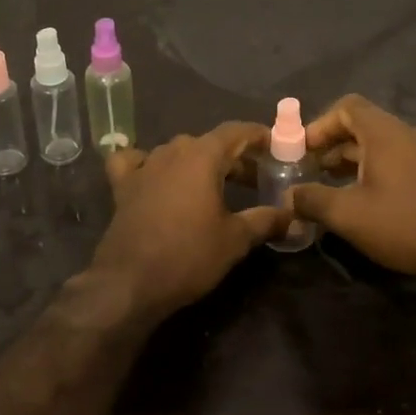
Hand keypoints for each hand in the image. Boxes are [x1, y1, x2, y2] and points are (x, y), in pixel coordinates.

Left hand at [91, 122, 290, 316]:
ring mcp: (144, 166)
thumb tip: (292, 215)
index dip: (258, 136)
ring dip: (199, 162)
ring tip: (216, 185)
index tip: (275, 146)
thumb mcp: (236, 240)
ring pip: (177, 151)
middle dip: (234, 157)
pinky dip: (147, 163)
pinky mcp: (123, 186)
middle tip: (255, 180)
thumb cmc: (189, 255)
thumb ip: (265, 220)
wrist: (129, 283)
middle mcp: (173, 151)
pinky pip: (135, 161)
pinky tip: (154, 175)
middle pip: (209, 143)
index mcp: (202, 156)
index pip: (236, 131)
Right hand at [289, 94, 415, 279]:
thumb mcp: (348, 215)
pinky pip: (399, 159)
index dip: (320, 124)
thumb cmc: (403, 222)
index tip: (303, 150)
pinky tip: (367, 200)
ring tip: (334, 187)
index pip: (346, 106)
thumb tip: (290, 196)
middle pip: (362, 124)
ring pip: (381, 144)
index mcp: (384, 132)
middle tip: (313, 170)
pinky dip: (376, 169)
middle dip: (333, 145)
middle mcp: (406, 132)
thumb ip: (313, 200)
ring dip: (354, 160)